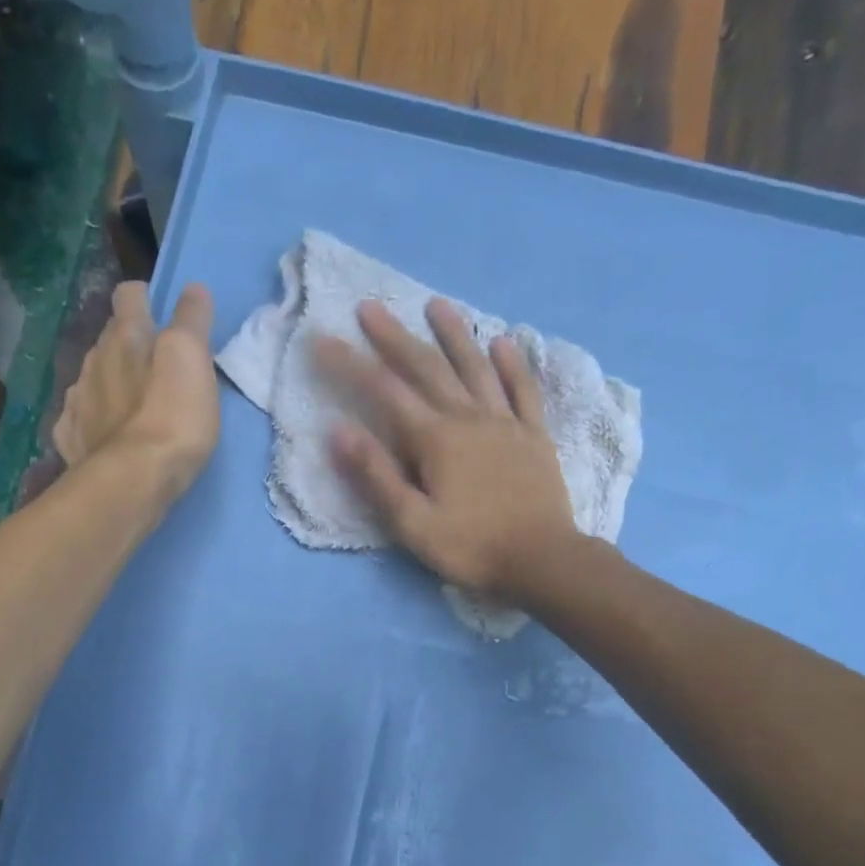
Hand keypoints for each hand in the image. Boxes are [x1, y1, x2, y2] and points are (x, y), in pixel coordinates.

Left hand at [55, 280, 218, 498]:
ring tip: (132, 406)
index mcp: (126, 336)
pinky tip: (106, 435)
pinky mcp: (71, 438)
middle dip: (128, 345)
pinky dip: (93, 420)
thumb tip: (193, 288)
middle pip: (109, 338)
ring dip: (110, 383)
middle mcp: (94, 359)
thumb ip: (192, 321)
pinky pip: (80, 418)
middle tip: (154, 367)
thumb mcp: (193, 360)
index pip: (129, 296)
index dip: (145, 298)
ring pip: (92, 377)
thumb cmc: (171, 417)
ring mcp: (78, 400)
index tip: (160, 313)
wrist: (132, 482)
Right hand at [317, 298, 577, 602]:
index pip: (384, 392)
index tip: (322, 339)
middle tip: (370, 306)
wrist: (541, 560)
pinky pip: (523, 390)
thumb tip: (339, 430)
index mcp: (435, 440)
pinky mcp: (534, 436)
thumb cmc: (471, 547)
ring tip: (436, 305)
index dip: (350, 364)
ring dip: (454, 335)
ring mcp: (506, 423)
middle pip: (427, 368)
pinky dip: (512, 364)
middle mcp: (469, 418)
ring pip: (476, 368)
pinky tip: (504, 342)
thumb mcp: (412, 523)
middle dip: (394, 337)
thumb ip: (377, 476)